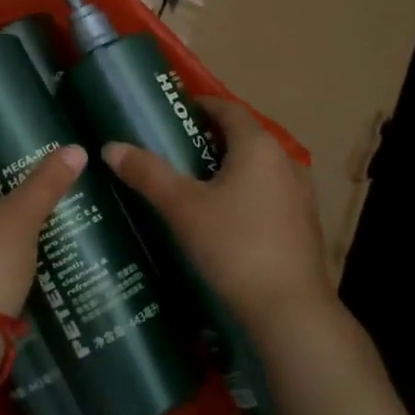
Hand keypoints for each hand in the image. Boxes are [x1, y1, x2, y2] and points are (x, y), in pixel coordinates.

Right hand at [102, 98, 332, 341]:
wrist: (290, 309)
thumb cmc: (234, 246)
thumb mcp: (182, 207)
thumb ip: (147, 173)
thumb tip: (111, 147)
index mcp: (258, 147)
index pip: (228, 109)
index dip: (201, 105)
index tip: (173, 112)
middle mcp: (285, 162)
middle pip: (244, 137)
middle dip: (211, 138)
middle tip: (174, 149)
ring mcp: (301, 194)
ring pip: (258, 168)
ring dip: (229, 168)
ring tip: (195, 183)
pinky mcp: (304, 224)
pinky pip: (270, 194)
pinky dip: (246, 193)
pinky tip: (224, 218)